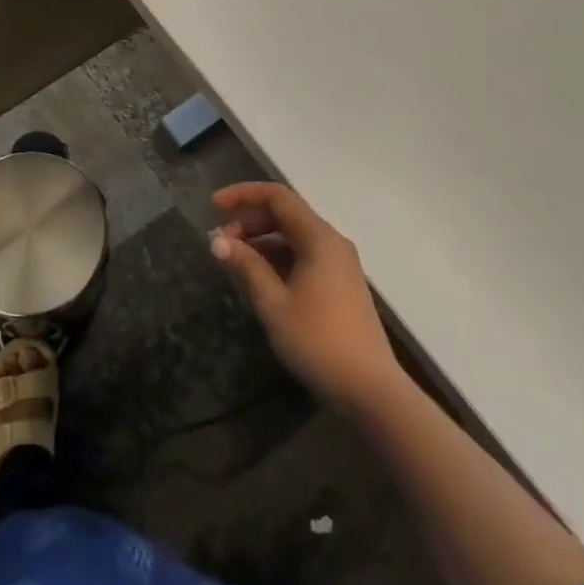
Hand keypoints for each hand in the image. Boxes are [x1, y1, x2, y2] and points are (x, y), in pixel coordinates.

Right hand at [211, 182, 402, 415]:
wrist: (370, 390)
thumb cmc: (318, 341)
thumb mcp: (273, 303)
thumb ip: (247, 266)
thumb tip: (219, 242)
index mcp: (319, 238)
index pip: (278, 197)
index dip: (243, 194)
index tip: (213, 205)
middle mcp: (332, 242)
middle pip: (286, 214)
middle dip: (250, 220)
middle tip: (222, 242)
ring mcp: (339, 263)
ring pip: (294, 236)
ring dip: (263, 240)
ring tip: (235, 260)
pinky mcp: (340, 284)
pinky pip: (304, 255)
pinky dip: (278, 257)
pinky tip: (260, 278)